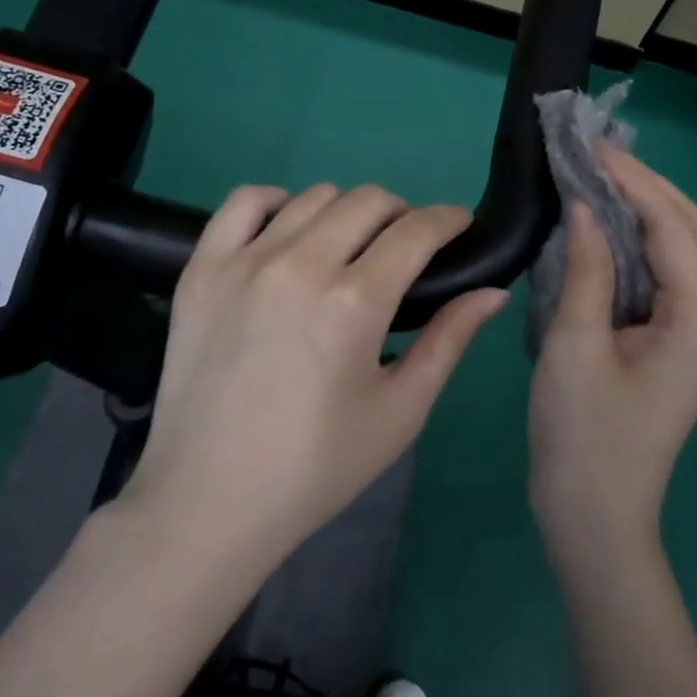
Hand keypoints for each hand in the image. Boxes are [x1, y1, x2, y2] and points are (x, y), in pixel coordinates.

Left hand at [123, 183, 507, 576]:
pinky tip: (289, 231)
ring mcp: (244, 261)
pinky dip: (276, 202)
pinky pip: (244, 202)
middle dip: (402, 214)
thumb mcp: (400, 411)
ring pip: (314, 196)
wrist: (209, 499)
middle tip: (406, 247)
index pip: (416, 231)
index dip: (448, 219)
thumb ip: (449, 341)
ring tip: (350, 246)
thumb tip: (493, 291)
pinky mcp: (203, 268)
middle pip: (368, 201)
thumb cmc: (317, 465)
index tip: (459, 224)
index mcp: (354, 303)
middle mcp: (300, 265)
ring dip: (347, 211)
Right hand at [528, 152, 696, 576]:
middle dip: (648, 186)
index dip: (635, 182)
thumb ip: (585, 270)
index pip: (673, 228)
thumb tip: (586, 206)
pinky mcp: (674, 343)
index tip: (593, 148)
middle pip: (691, 231)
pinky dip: (637, 242)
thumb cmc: (582, 437)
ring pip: (681, 250)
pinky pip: (663, 275)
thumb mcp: (573, 346)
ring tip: (600, 175)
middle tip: (597, 154)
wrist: (595, 519)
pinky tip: (604, 224)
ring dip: (645, 209)